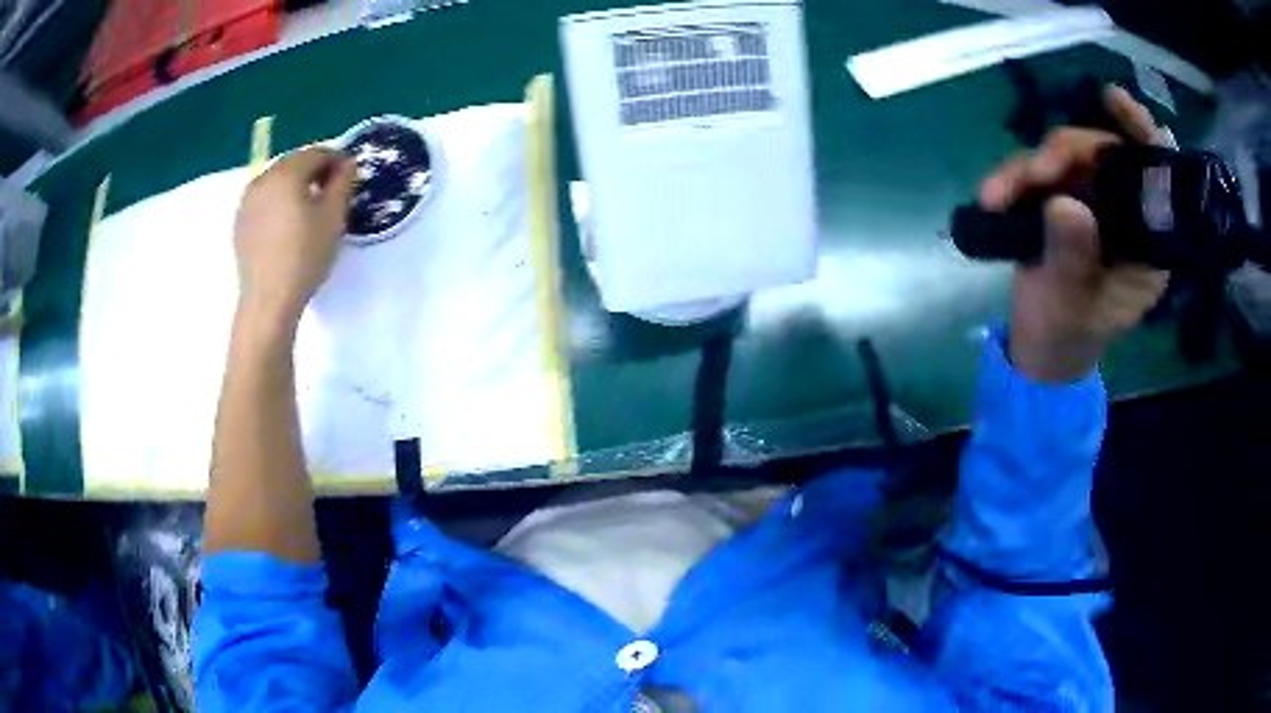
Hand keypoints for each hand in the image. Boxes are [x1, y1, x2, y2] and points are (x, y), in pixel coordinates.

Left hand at [233, 146, 355, 328]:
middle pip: (294, 163)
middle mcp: (263, 179)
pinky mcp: (240, 221)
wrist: (268, 300)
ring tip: (308, 209)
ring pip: (277, 180)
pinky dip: (278, 201)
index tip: (349, 177)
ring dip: (295, 185)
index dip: (336, 160)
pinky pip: (264, 199)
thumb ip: (343, 182)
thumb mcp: (333, 217)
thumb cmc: (305, 256)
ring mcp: (247, 200)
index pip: (317, 153)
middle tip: (330, 192)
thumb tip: (347, 163)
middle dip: (314, 171)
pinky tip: (287, 224)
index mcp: (286, 173)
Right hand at [978, 86, 1170, 382]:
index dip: (1140, 132)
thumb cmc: (1068, 334)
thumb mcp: (1073, 305)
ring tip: (996, 195)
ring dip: (1028, 167)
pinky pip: (1038, 169)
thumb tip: (1063, 202)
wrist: (1041, 343)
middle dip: (1066, 154)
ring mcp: (1092, 200)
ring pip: (1066, 156)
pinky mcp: (1062, 196)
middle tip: (1034, 173)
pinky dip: (1013, 177)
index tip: (1113, 101)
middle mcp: (1125, 210)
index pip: (1156, 175)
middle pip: (1103, 153)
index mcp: (1147, 241)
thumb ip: (1073, 259)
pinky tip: (992, 195)